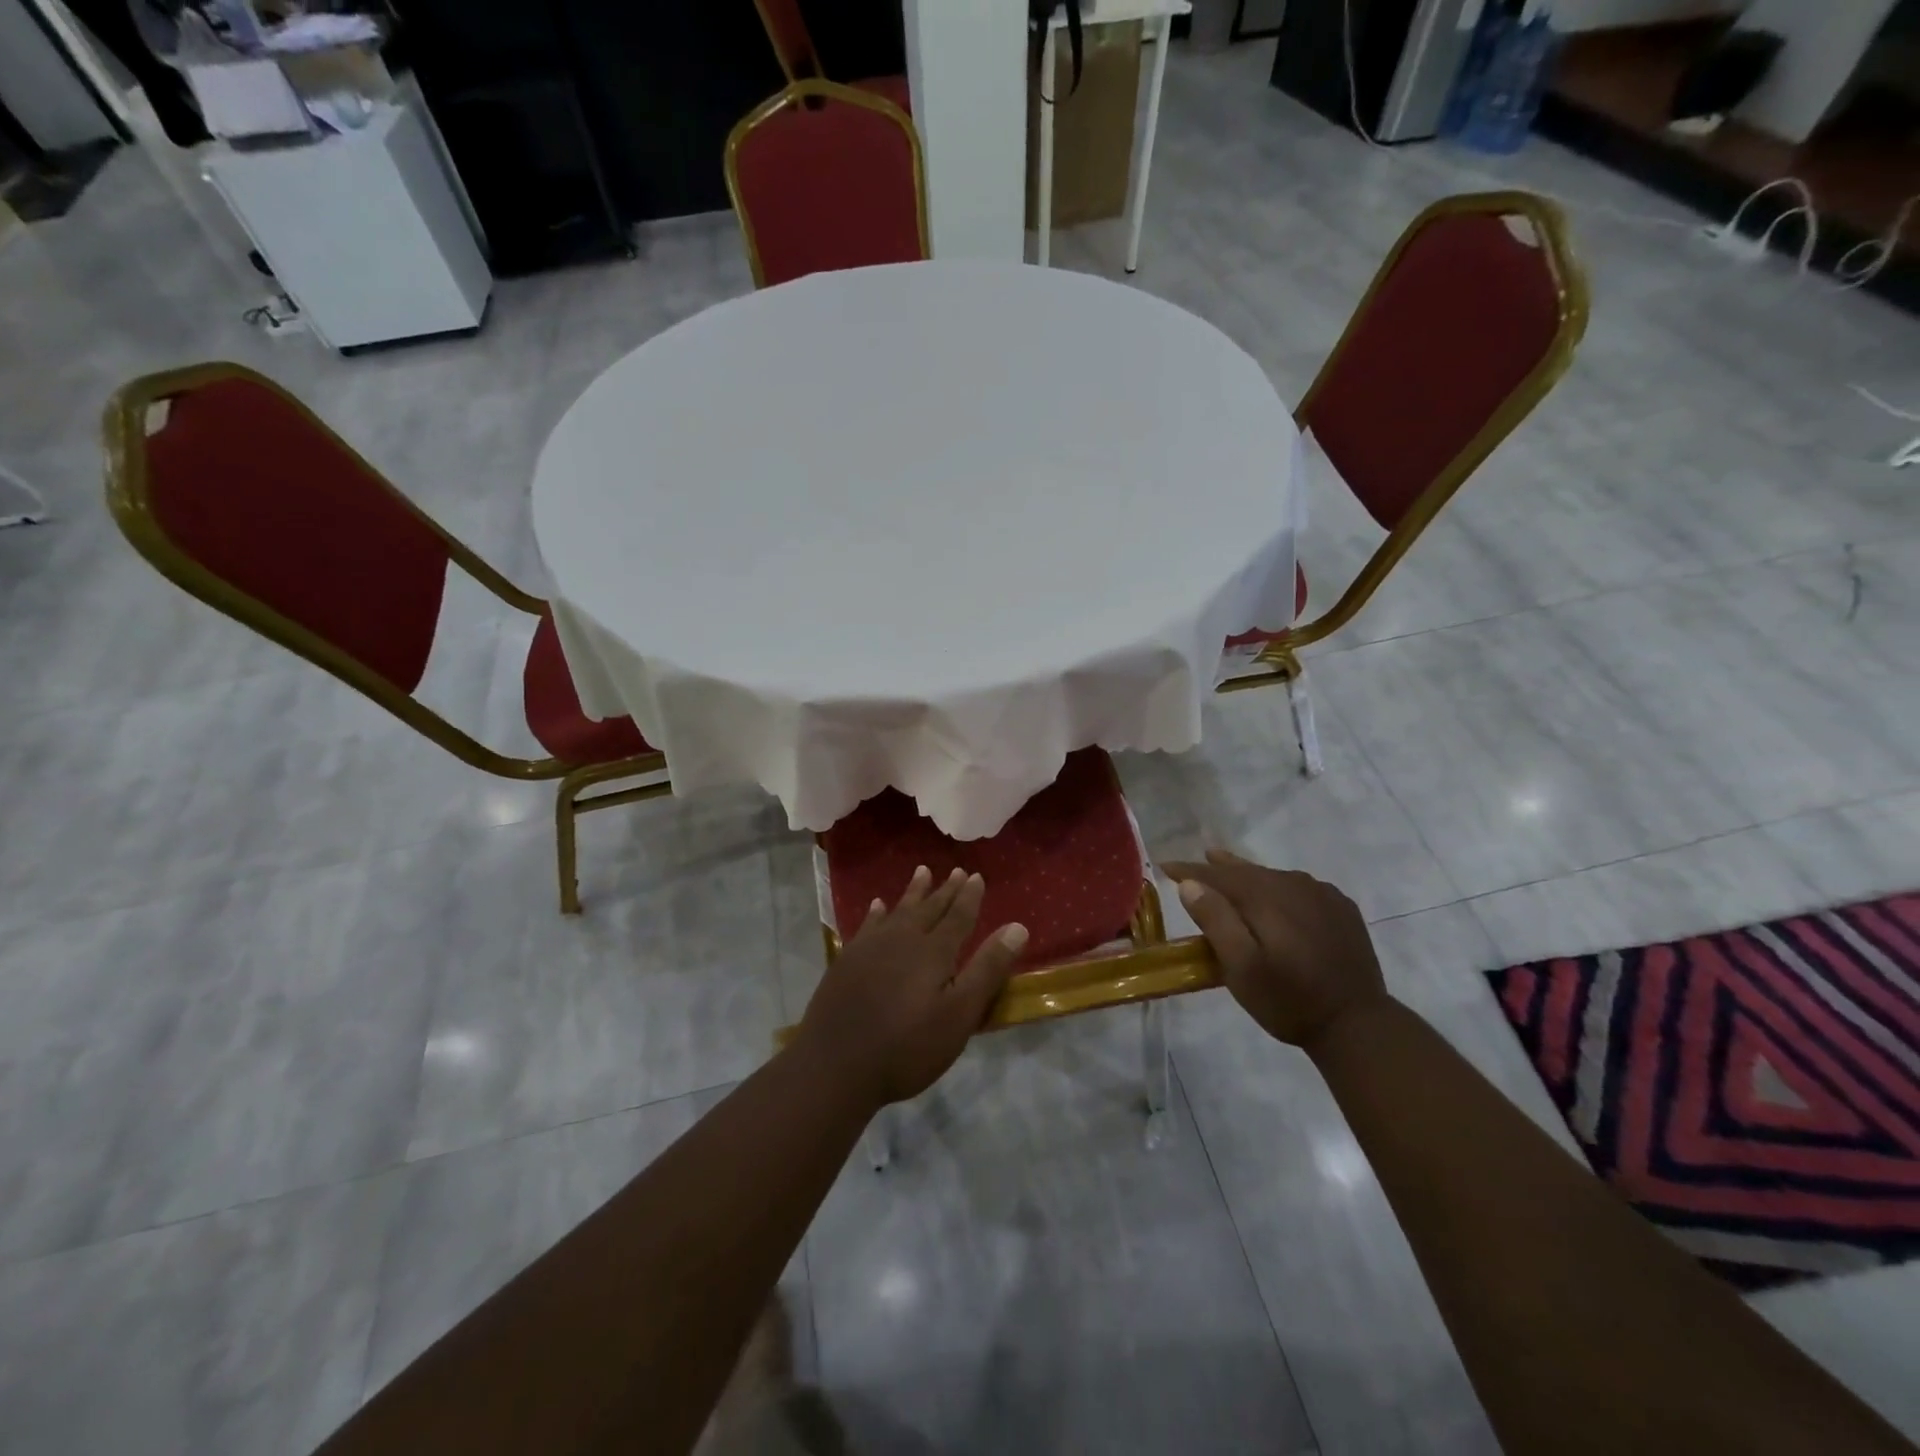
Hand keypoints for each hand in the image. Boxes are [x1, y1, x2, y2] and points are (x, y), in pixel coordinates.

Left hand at [791, 865, 1028, 1109]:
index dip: (969, 896)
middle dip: (945, 890)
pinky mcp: (847, 960)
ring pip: (898, 910)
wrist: (836, 1065)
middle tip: (956, 871)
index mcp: (933, 951)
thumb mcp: (959, 1015)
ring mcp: (871, 947)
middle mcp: (903, 939)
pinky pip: (868, 924)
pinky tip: (878, 906)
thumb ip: (987, 970)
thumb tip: (1017, 927)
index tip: (976, 876)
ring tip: (922, 872)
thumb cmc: (907, 1047)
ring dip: (913, 892)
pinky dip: (877, 913)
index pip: (958, 916)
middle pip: (929, 908)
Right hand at [1160, 849, 1385, 1051]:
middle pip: (1247, 871)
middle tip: (1196, 863)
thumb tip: (1191, 884)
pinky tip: (1276, 895)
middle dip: (1218, 868)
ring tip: (1229, 870)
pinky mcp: (1341, 909)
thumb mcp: (1241, 969)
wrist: (1358, 1025)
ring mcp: (1322, 895)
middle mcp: (1294, 885)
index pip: (1219, 875)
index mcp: (1266, 896)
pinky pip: (1299, 887)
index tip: (1166, 866)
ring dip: (1249, 876)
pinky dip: (1279, 887)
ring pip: (1274, 877)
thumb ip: (1216, 921)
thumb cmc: (1289, 1000)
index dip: (1190, 871)